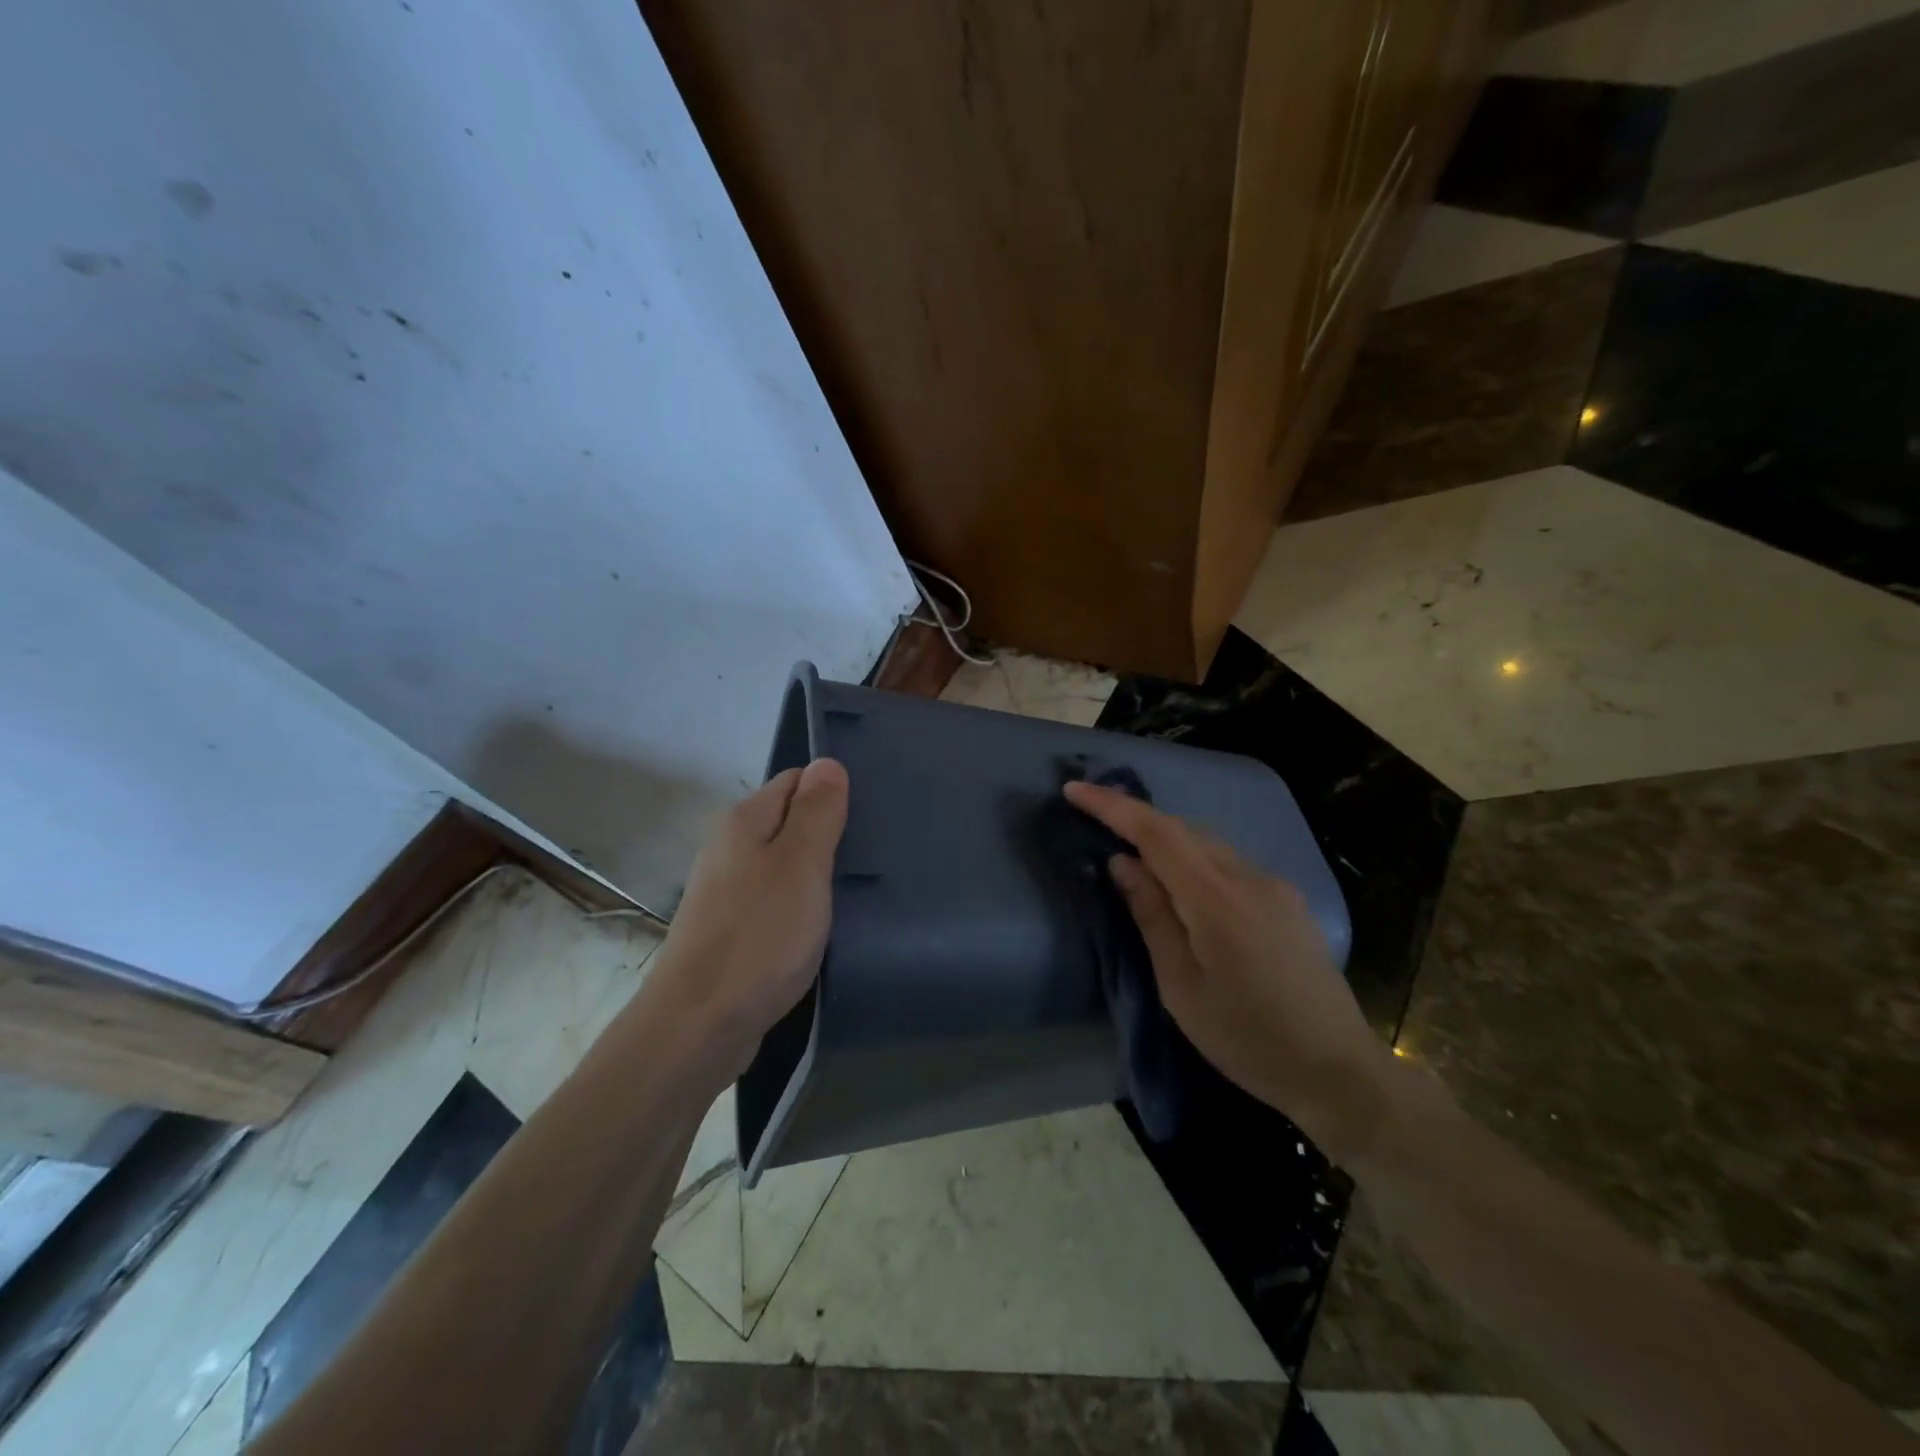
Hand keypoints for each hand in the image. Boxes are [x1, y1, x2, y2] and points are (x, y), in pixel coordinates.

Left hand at [643, 759, 848, 1077]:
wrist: (698, 1027)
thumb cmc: (759, 938)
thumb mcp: (801, 866)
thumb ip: (817, 812)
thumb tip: (828, 763)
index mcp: (743, 822)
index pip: (797, 781)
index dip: (833, 794)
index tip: (868, 821)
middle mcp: (729, 847)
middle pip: (790, 822)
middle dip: (828, 836)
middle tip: (869, 860)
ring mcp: (727, 891)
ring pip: (784, 864)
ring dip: (816, 875)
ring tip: (854, 893)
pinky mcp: (731, 930)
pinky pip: (775, 900)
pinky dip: (800, 907)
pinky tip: (821, 927)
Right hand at [1063, 780, 1391, 1157]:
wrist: (1339, 1070)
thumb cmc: (1248, 1039)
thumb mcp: (1181, 988)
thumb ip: (1152, 917)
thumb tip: (1123, 863)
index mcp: (1219, 900)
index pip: (1157, 833)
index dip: (1113, 807)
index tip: (1074, 790)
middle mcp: (1250, 878)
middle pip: (1183, 829)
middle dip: (1134, 816)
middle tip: (1092, 815)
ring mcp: (1274, 886)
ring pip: (1207, 843)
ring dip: (1164, 837)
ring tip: (1128, 849)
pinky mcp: (1286, 900)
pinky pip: (1227, 862)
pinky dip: (1192, 858)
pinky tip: (1178, 881)